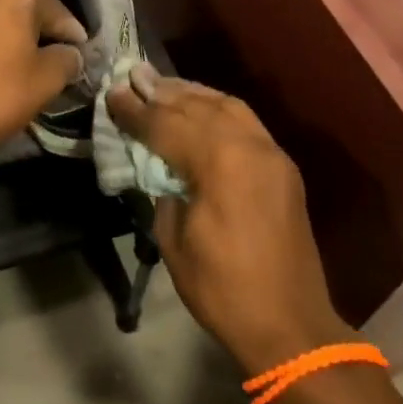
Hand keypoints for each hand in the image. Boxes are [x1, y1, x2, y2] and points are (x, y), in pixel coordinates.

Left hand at [0, 0, 86, 177]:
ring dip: (3, 33)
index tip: (75, 64)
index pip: (59, 13)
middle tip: (42, 68)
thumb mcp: (43, 83)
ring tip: (8, 68)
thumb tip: (69, 54)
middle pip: (23, 6)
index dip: (71, 42)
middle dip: (34, 33)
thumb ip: (67, 61)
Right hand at [106, 68, 356, 372]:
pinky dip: (218, 109)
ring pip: (228, 106)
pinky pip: (246, 123)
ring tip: (163, 86)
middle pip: (198, 107)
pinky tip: (200, 109)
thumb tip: (160, 167)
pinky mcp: (283, 167)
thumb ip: (164, 190)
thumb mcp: (174, 240)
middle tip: (133, 77)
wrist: (290, 325)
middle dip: (162, 93)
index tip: (112, 94)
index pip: (167, 125)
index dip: (136, 111)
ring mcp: (272, 154)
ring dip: (192, 94)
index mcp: (221, 164)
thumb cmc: (222, 289)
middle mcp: (250, 147)